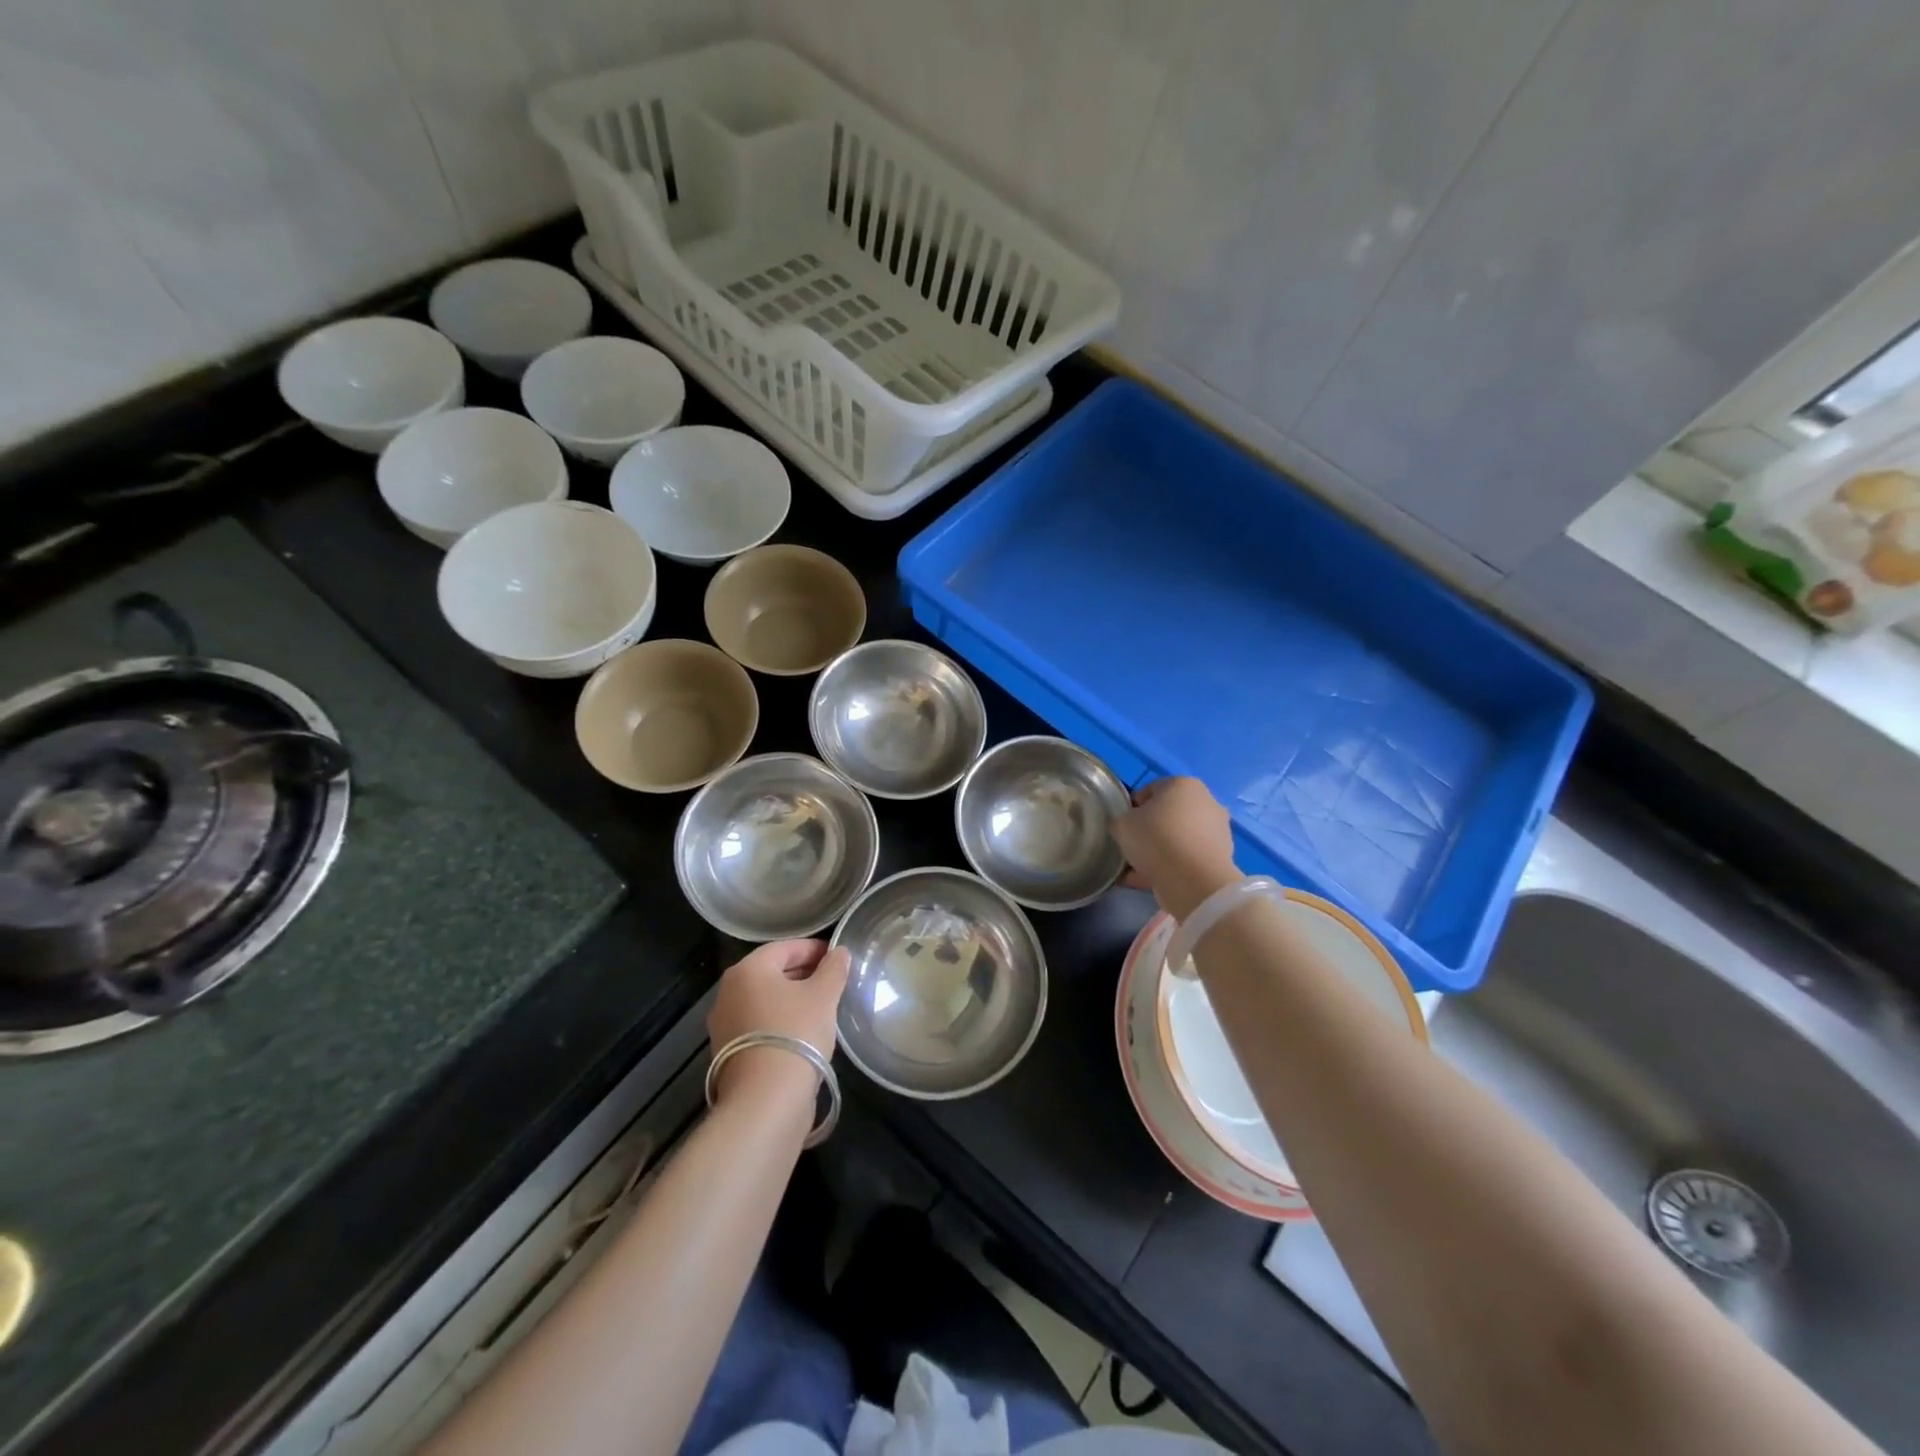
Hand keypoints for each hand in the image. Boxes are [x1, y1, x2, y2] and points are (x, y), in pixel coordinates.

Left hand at [707, 940, 850, 1105]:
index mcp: (748, 970)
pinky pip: (759, 1024)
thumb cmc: (796, 1033)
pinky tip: (803, 1033)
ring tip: (822, 1008)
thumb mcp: (824, 996)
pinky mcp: (727, 1053)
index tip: (838, 957)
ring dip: (791, 999)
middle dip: (803, 973)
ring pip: (765, 1000)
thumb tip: (839, 952)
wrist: (765, 1100)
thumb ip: (834, 968)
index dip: (814, 948)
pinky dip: (780, 1022)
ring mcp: (724, 1024)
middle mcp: (728, 992)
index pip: (785, 948)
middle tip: (833, 981)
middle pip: (772, 973)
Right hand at [1111, 776, 1240, 920]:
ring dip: (1162, 850)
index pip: (1149, 791)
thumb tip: (1128, 826)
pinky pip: (1189, 858)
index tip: (1123, 827)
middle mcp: (1206, 801)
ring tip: (1141, 869)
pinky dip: (1174, 866)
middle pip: (1167, 815)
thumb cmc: (1156, 840)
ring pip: (1179, 838)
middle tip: (1133, 847)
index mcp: (1183, 784)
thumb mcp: (1122, 824)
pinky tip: (1154, 880)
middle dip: (1150, 830)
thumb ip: (1121, 820)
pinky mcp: (1222, 856)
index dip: (1132, 809)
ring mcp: (1218, 830)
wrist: (1194, 881)